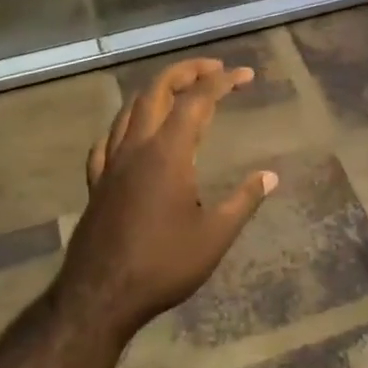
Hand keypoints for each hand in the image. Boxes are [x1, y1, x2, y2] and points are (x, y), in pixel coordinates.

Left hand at [60, 58, 278, 339]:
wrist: (100, 298)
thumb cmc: (163, 265)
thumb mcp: (215, 236)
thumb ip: (244, 200)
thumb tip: (271, 176)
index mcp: (168, 153)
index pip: (198, 100)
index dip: (223, 81)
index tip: (246, 75)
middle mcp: (136, 148)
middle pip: (157, 91)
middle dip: (186, 72)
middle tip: (214, 70)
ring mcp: (111, 164)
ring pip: (129, 110)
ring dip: (156, 92)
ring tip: (179, 93)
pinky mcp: (97, 184)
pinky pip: (107, 141)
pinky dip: (125, 126)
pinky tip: (132, 135)